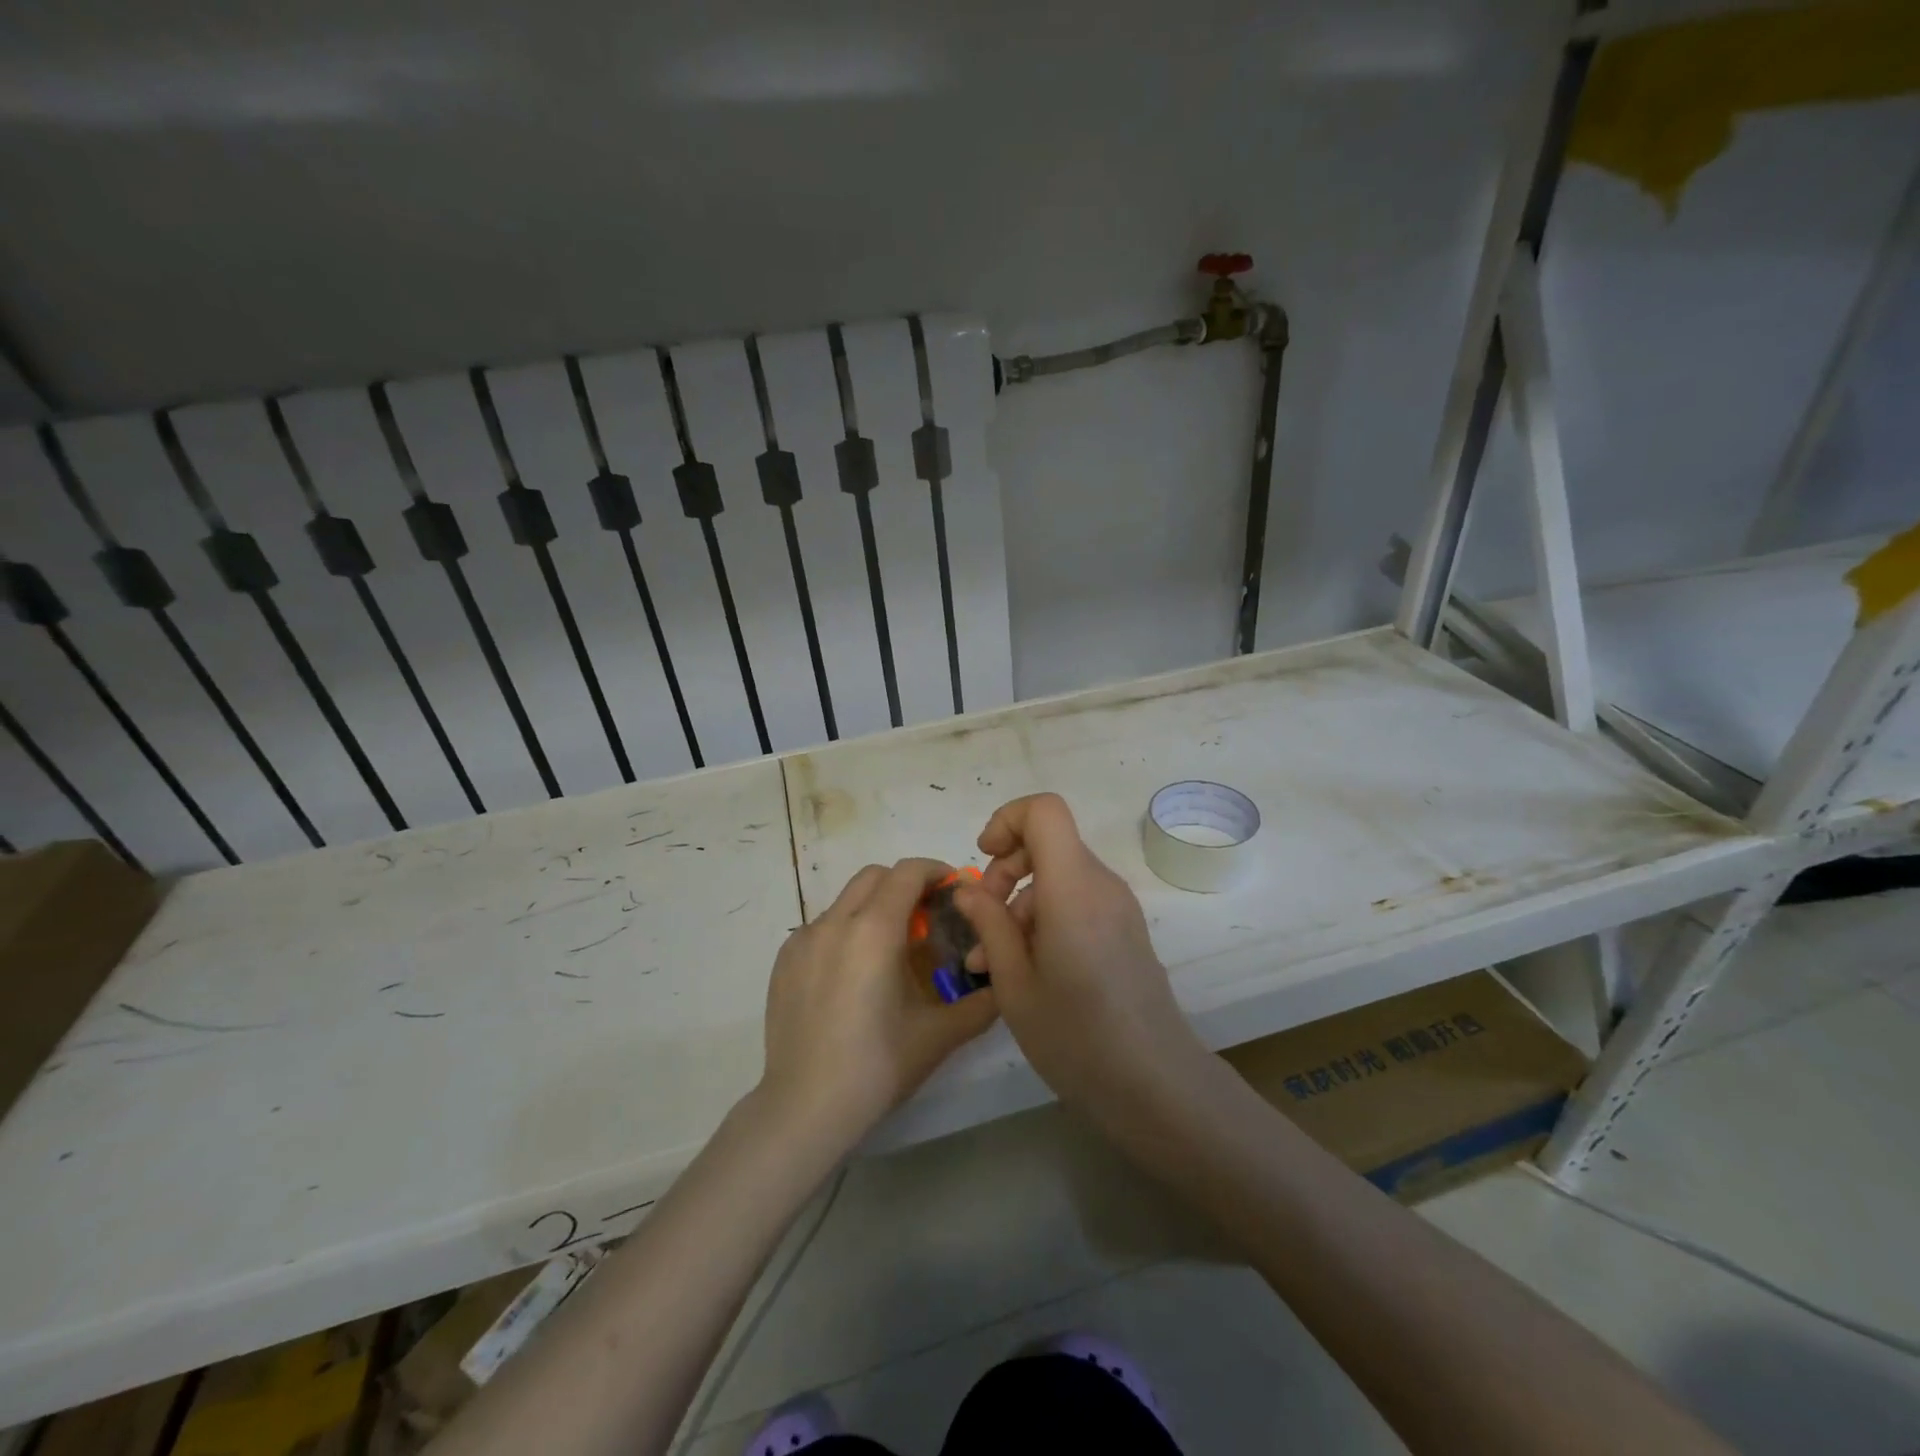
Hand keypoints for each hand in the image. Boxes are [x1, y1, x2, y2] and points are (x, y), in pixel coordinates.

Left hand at [758, 859, 998, 1150]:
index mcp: (874, 930)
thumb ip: (982, 1002)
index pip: (908, 872)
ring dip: (874, 908)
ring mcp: (803, 940)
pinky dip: (845, 932)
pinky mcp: (784, 961)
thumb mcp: (941, 1034)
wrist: (806, 1107)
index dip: (935, 871)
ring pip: (846, 901)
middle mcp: (835, 922)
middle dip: (904, 885)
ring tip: (889, 951)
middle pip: (875, 876)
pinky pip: (822, 927)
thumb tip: (1002, 979)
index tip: (953, 890)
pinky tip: (853, 977)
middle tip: (926, 918)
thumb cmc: (879, 1066)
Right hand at [953, 794, 1212, 1120]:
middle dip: (1005, 871)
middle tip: (982, 922)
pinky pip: (1077, 902)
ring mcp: (1117, 907)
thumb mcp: (1014, 982)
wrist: (1155, 1085)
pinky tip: (1025, 969)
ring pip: (1059, 876)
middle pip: (1048, 843)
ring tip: (991, 962)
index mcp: (1073, 886)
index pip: (1045, 810)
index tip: (983, 859)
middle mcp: (1101, 884)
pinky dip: (1045, 919)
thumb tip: (969, 888)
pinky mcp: (1124, 930)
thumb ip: (989, 924)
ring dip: (1019, 904)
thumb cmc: (1076, 1035)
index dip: (1007, 820)